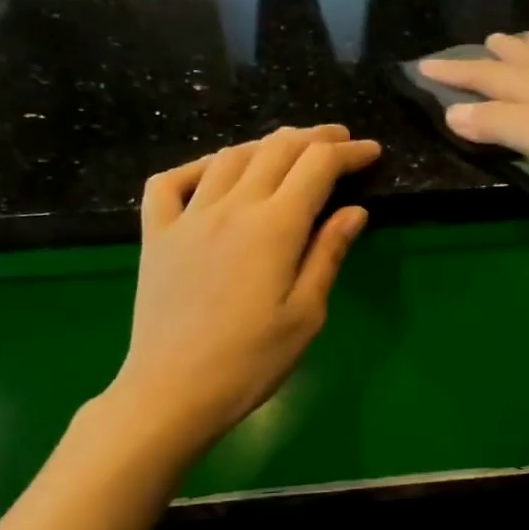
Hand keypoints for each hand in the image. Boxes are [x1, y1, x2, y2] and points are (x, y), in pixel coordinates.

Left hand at [107, 124, 379, 455]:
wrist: (173, 390)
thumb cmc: (252, 361)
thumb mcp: (306, 313)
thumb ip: (327, 254)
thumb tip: (354, 210)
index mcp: (275, 226)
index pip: (318, 166)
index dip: (349, 153)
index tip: (372, 152)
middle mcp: (231, 207)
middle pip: (276, 149)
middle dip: (314, 138)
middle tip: (339, 140)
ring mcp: (188, 216)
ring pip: (230, 157)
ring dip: (266, 144)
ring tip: (289, 149)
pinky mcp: (156, 233)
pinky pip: (171, 180)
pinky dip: (198, 165)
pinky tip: (215, 172)